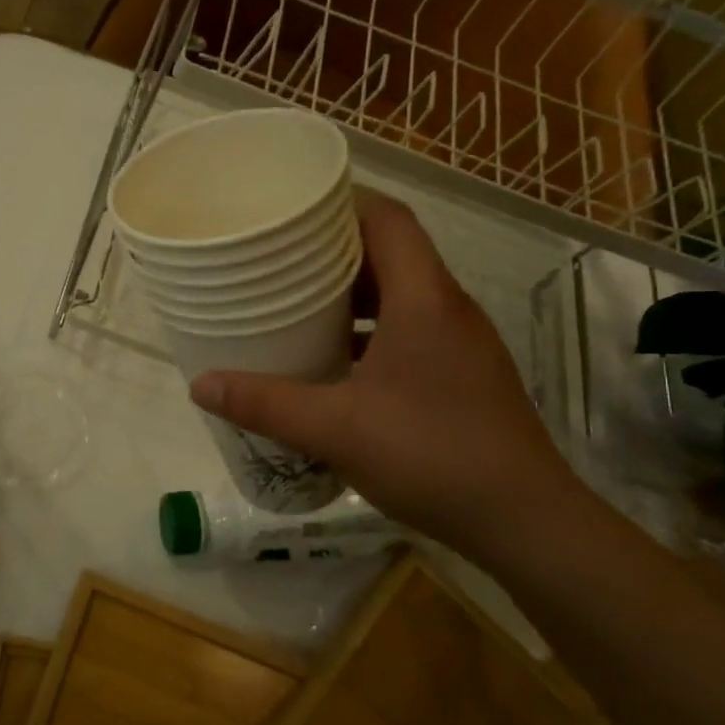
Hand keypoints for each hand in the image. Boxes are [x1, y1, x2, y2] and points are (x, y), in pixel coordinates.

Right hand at [189, 193, 578, 560]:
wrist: (524, 521)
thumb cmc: (431, 455)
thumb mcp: (335, 429)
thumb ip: (266, 404)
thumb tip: (200, 385)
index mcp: (425, 300)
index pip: (389, 220)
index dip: (343, 203)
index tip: (293, 209)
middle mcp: (448, 309)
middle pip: (392, 254)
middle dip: (334, 251)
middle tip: (279, 260)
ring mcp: (461, 345)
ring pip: (402, 296)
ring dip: (353, 296)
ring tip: (298, 307)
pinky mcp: (463, 376)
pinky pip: (411, 332)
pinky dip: (371, 333)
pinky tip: (336, 364)